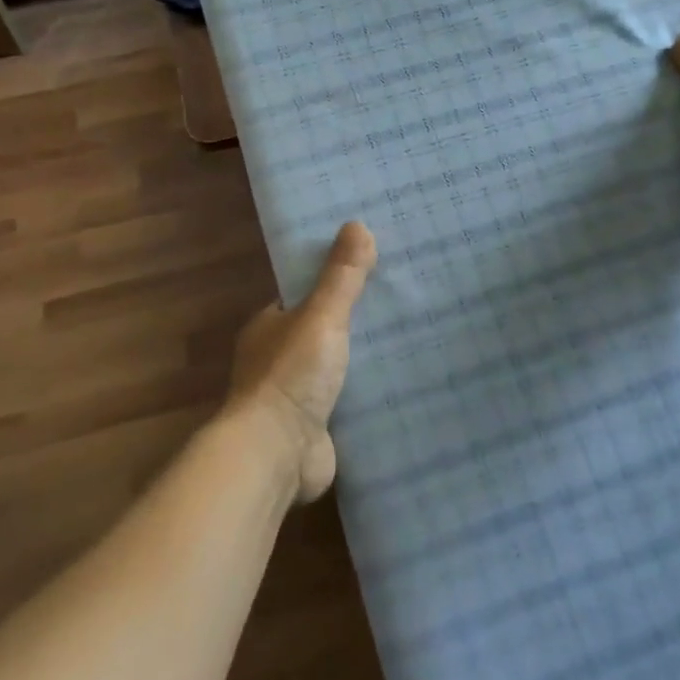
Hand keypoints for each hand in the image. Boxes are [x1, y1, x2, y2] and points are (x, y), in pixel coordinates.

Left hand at [226, 221, 376, 502]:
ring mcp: (295, 396)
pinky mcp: (315, 427)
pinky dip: (367, 392)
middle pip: (322, 330)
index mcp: (269, 326)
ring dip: (362, 358)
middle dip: (354, 320)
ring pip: (335, 366)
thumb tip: (357, 225)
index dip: (333, 280)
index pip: (304, 294)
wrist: (276, 454)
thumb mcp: (321, 316)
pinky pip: (346, 401)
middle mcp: (277, 358)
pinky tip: (400, 383)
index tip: (371, 267)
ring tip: (411, 337)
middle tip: (402, 302)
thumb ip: (341, 276)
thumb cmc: (291, 376)